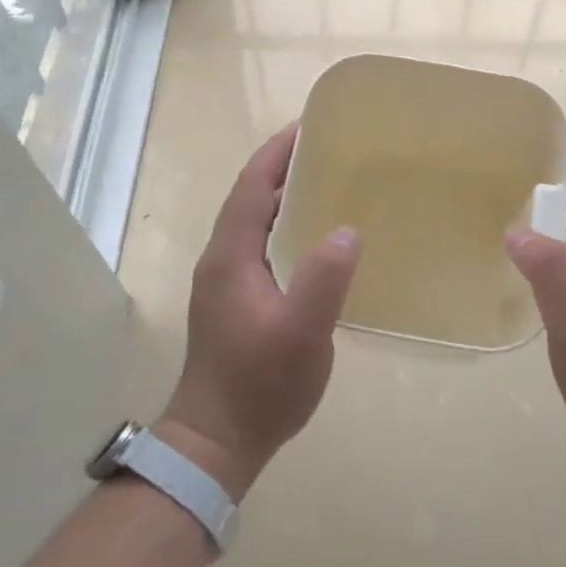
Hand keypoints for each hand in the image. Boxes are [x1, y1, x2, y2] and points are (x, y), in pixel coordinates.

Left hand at [159, 123, 361, 498]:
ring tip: (326, 181)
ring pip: (253, 220)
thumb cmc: (259, 385)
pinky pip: (259, 242)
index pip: (251, 185)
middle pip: (250, 196)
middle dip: (282, 166)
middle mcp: (221, 258)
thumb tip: (347, 230)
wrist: (217, 440)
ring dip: (282, 194)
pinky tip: (314, 236)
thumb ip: (323, 279)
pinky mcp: (233, 299)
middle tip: (329, 148)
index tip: (309, 125)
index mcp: (230, 255)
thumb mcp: (301, 334)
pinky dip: (282, 223)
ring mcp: (224, 280)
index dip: (277, 153)